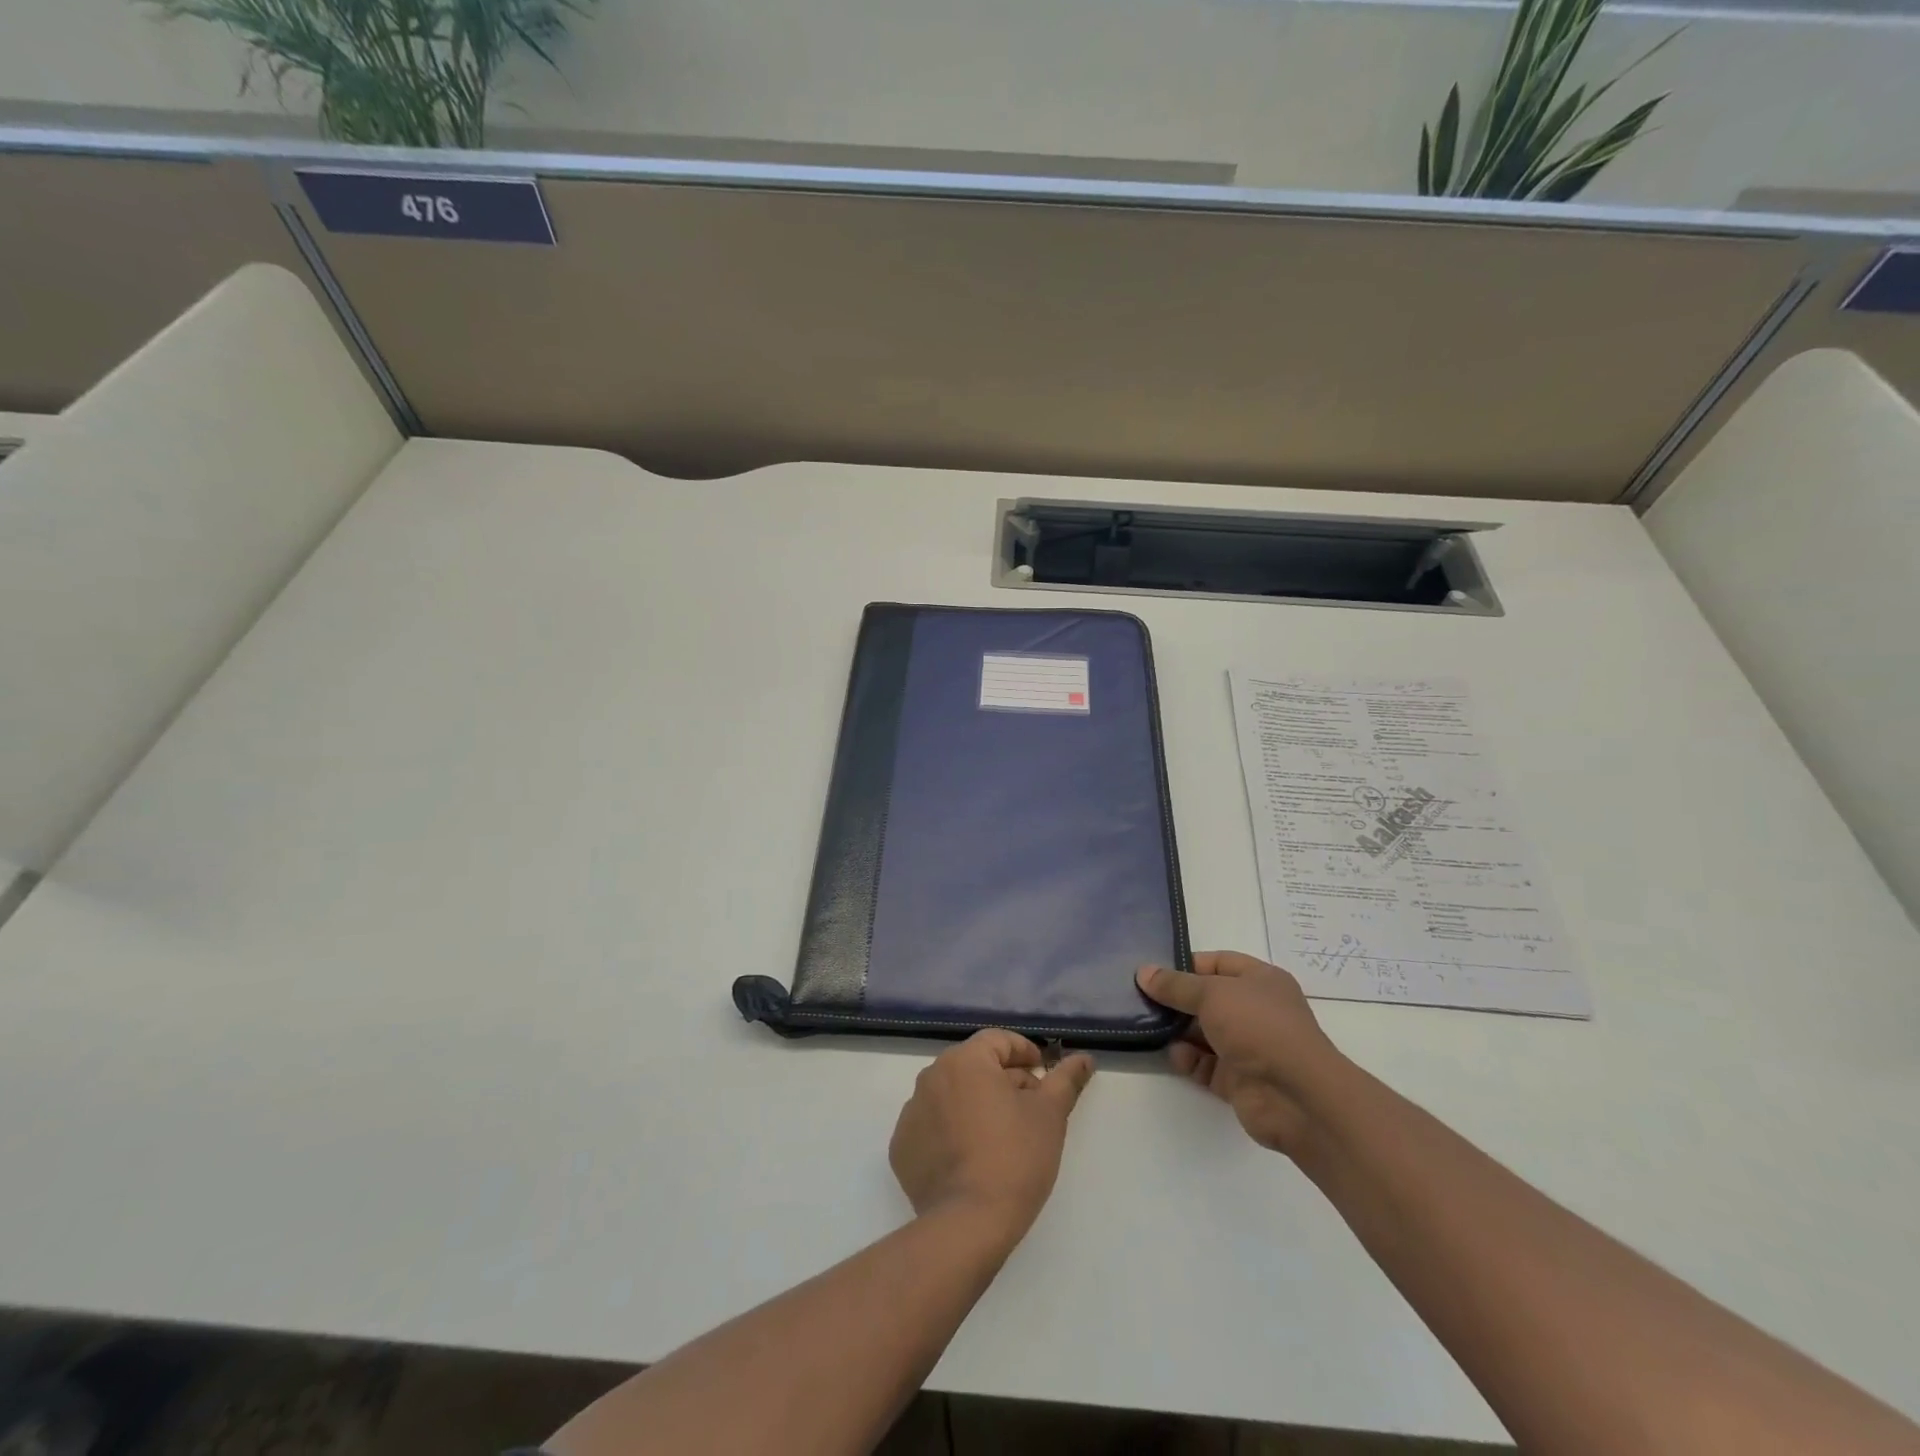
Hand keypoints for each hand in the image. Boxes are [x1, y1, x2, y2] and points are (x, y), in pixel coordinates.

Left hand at [889, 1030, 1094, 1242]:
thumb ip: (1065, 1080)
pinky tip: (972, 1158)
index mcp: (964, 1061)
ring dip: (976, 1104)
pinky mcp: (902, 1147)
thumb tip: (1084, 1058)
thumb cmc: (1015, 1158)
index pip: (998, 1041)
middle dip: (1003, 1080)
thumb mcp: (1050, 1115)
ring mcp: (912, 1112)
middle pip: (974, 1066)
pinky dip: (951, 1132)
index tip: (1043, 1074)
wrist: (968, 1223)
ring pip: (952, 1095)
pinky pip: (933, 1126)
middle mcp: (931, 1076)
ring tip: (1001, 1135)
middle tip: (1029, 1107)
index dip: (1024, 1052)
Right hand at [1136, 951, 1344, 1155]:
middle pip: (1208, 999)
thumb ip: (1175, 985)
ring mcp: (1248, 1047)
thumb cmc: (1259, 1027)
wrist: (1297, 1097)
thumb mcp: (1212, 994)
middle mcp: (1255, 1011)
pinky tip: (1174, 1055)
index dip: (1187, 965)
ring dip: (1178, 1031)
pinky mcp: (1238, 1080)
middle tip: (1140, 998)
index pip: (1218, 963)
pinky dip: (1189, 1060)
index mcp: (1260, 980)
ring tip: (1148, 1026)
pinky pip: (1206, 1065)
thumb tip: (1143, 972)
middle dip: (1177, 1000)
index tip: (1154, 971)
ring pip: (1204, 1033)